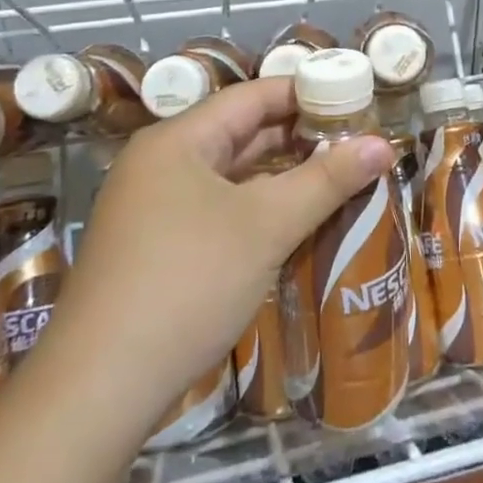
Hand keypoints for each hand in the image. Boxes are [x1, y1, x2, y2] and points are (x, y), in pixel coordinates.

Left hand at [44, 78, 393, 427]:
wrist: (99, 389)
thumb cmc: (189, 282)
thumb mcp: (267, 225)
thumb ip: (327, 180)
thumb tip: (383, 144)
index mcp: (178, 141)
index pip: (252, 96)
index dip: (306, 94)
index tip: (355, 101)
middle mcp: (160, 163)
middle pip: (240, 133)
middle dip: (298, 137)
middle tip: (355, 142)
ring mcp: (152, 208)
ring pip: (229, 175)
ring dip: (280, 175)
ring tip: (336, 176)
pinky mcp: (153, 248)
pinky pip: (216, 209)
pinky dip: (256, 208)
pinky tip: (292, 220)